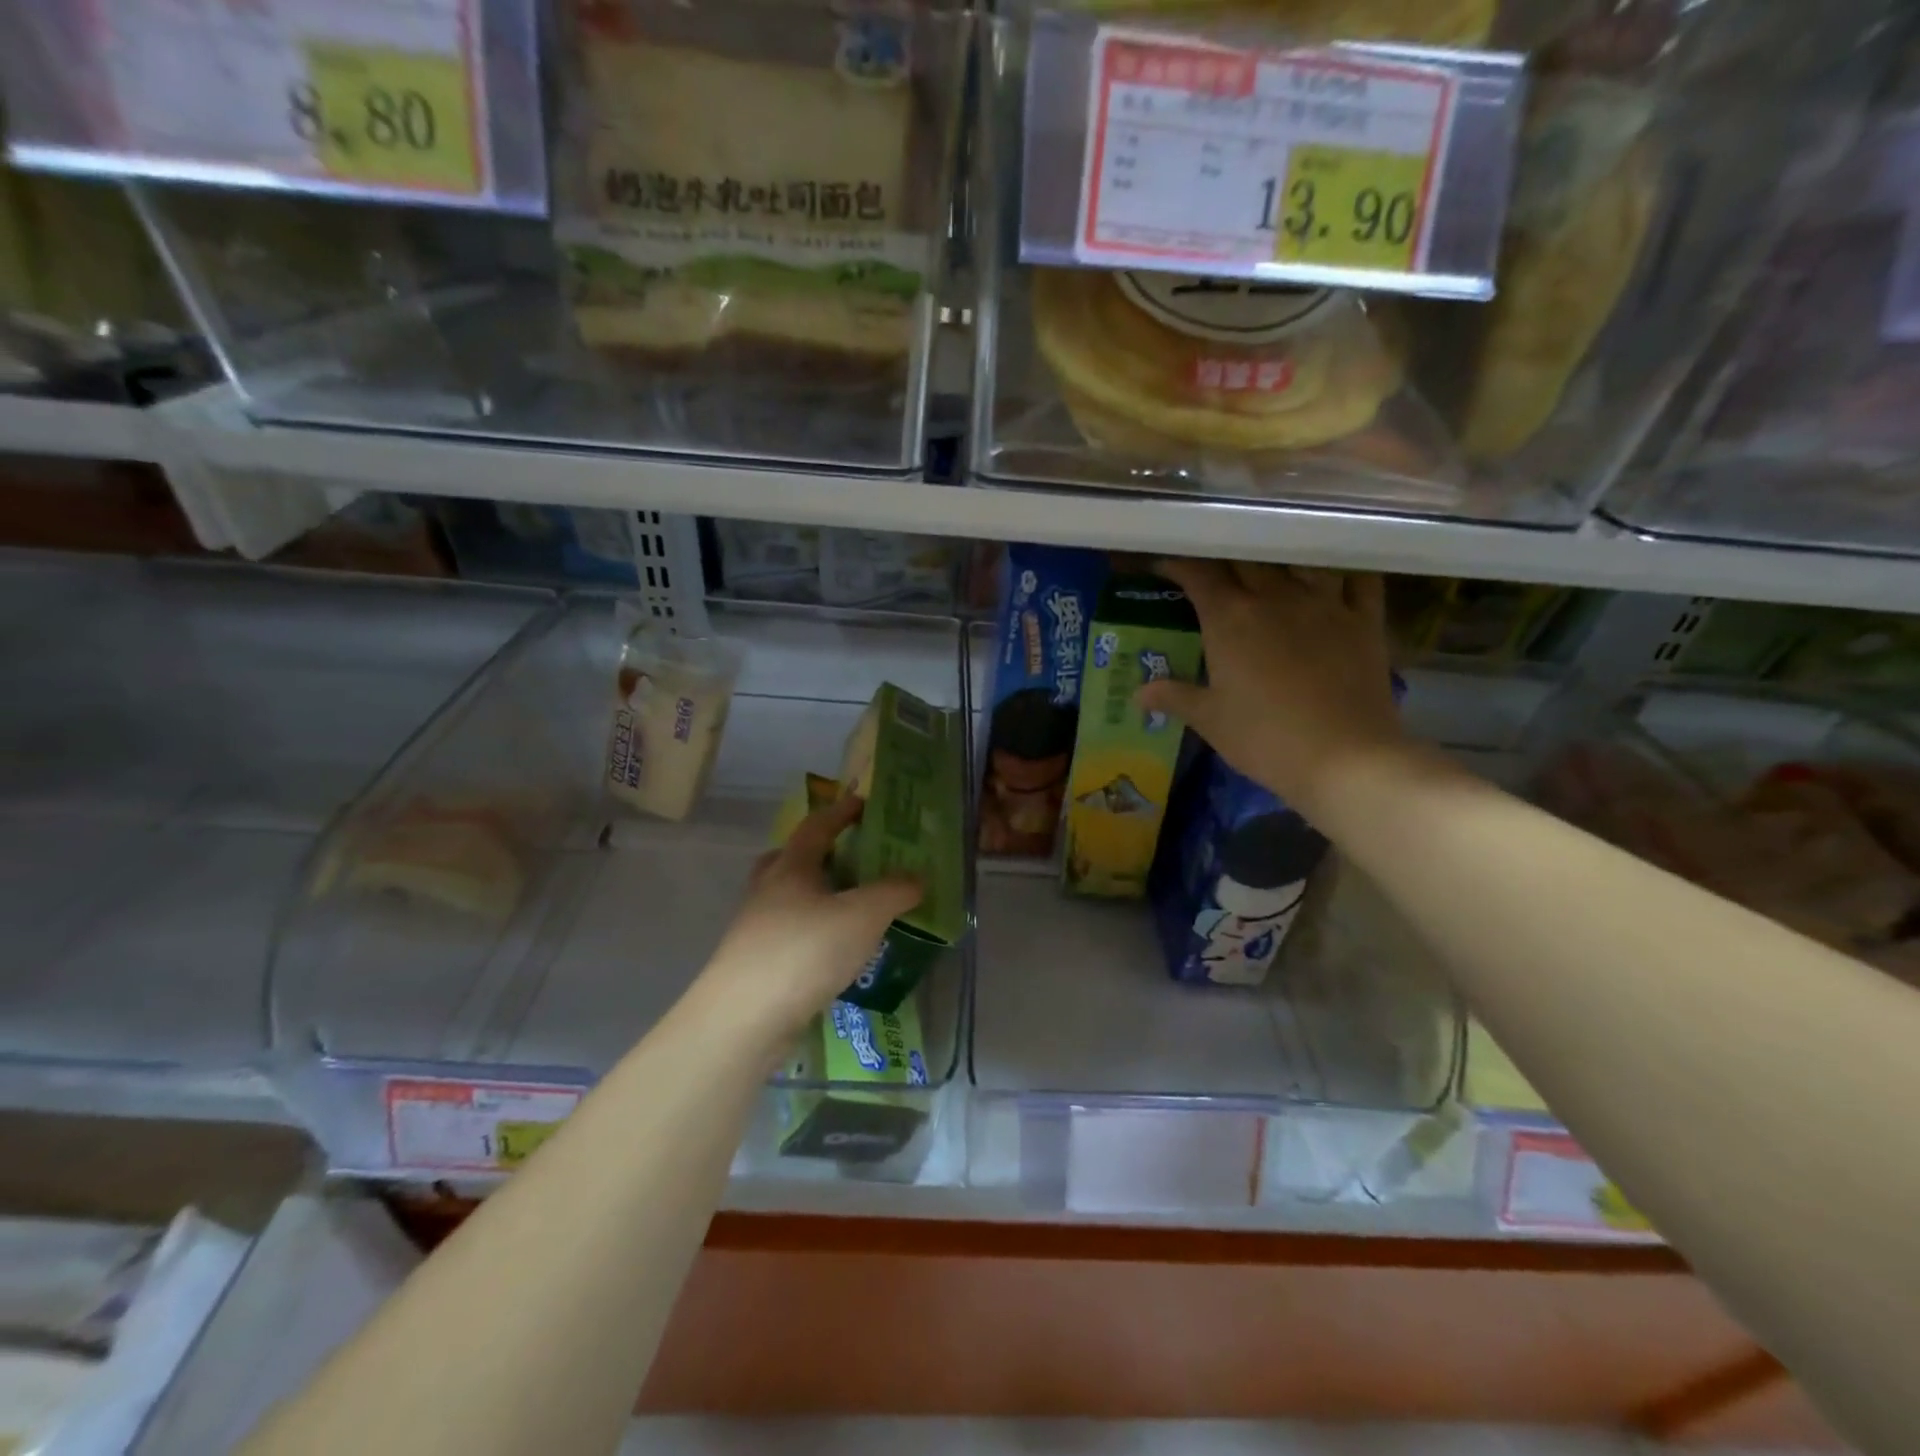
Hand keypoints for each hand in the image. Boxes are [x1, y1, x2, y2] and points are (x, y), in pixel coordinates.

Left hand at [700, 795, 921, 1041]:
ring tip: (846, 909)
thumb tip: (917, 878)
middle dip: (817, 854)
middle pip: (789, 859)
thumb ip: (895, 892)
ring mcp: (755, 928)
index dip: (841, 812)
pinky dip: (810, 932)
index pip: (817, 827)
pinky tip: (831, 952)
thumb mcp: (863, 916)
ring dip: (813, 896)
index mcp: (791, 867)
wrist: (744, 1018)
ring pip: (786, 899)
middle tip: (847, 859)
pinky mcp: (754, 964)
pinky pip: (787, 934)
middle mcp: (767, 890)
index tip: (862, 803)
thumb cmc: (805, 951)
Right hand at [1136, 560, 1407, 815]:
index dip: (1178, 564)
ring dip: (1278, 558)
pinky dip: (1343, 569)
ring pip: (1297, 559)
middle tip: (1212, 568)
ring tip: (1268, 565)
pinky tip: (1334, 571)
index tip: (1164, 565)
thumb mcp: (1210, 721)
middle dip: (1224, 557)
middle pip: (1245, 559)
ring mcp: (1324, 603)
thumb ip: (1174, 697)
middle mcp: (1275, 597)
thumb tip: (1139, 693)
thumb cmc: (1265, 738)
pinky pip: (1358, 578)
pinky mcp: (1364, 620)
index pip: (1198, 574)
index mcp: (1229, 618)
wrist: (1345, 758)